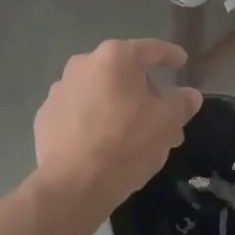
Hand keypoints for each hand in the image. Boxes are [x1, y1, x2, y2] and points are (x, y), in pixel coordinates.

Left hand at [34, 40, 202, 211]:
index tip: (181, 61)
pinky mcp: (46, 115)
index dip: (170, 55)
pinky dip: (94, 120)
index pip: (150, 49)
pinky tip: (103, 143)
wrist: (72, 184)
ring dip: (118, 106)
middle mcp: (83, 64)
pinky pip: (79, 111)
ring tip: (134, 136)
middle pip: (123, 72)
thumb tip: (189, 95)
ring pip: (100, 92)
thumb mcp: (166, 123)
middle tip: (163, 118)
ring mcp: (60, 89)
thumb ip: (181, 103)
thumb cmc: (126, 144)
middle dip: (145, 92)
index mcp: (115, 58)